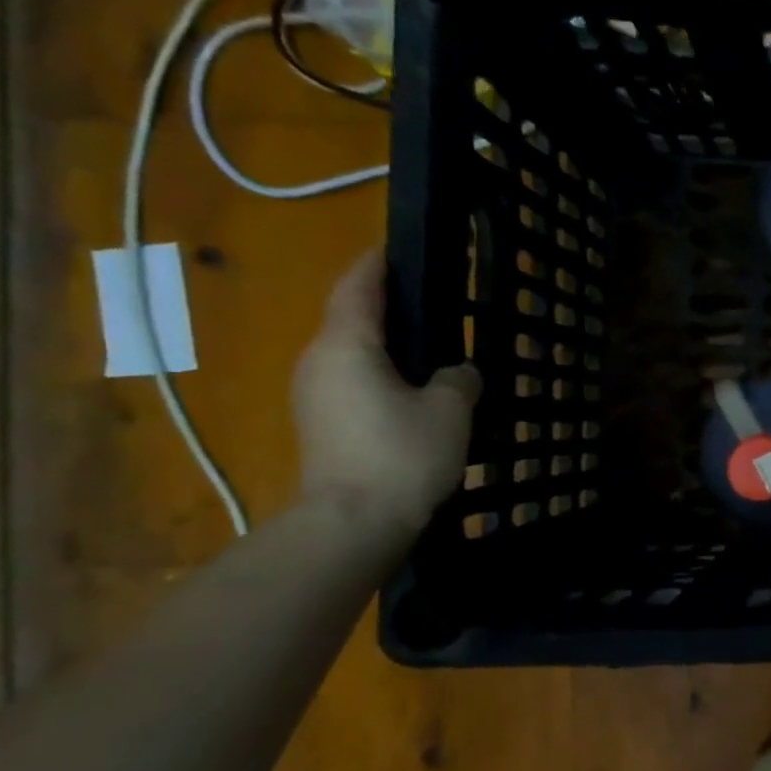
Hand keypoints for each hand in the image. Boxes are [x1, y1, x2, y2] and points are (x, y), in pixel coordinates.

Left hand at [292, 248, 480, 535]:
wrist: (353, 523)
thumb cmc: (402, 453)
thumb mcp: (450, 409)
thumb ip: (458, 378)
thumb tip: (457, 372)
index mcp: (346, 345)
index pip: (358, 287)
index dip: (377, 264)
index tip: (395, 246)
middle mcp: (318, 361)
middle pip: (350, 319)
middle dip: (384, 306)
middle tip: (428, 302)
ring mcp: (313, 395)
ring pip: (351, 354)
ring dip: (384, 345)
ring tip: (428, 347)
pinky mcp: (321, 425)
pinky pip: (352, 382)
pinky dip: (380, 374)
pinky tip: (413, 390)